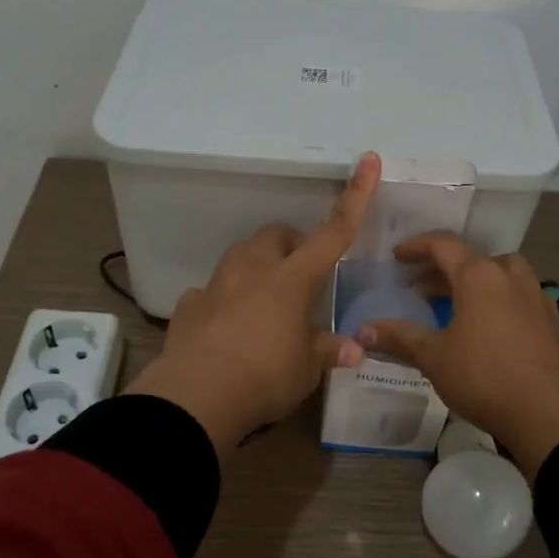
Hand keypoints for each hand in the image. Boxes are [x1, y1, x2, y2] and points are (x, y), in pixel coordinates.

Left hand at [127, 153, 380, 453]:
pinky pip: (211, 293)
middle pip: (277, 236)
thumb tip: (353, 349)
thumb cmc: (265, 376)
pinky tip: (227, 329)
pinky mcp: (190, 305)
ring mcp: (217, 284)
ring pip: (242, 257)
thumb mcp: (305, 369)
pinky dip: (224, 302)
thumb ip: (326, 351)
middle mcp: (254, 269)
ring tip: (265, 303)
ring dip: (258, 269)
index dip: (355, 196)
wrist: (196, 396)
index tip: (368, 161)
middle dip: (291, 247)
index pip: (333, 232)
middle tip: (301, 278)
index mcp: (293, 278)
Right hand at [355, 232, 558, 477]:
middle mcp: (509, 276)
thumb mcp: (433, 357)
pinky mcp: (551, 320)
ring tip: (456, 301)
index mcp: (479, 275)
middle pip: (473, 257)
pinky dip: (499, 298)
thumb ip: (399, 337)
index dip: (417, 246)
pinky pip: (519, 295)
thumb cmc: (483, 377)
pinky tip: (490, 323)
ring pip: (501, 273)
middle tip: (421, 285)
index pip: (444, 244)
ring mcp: (535, 297)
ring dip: (475, 280)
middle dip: (444, 267)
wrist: (546, 414)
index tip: (398, 257)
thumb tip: (362, 330)